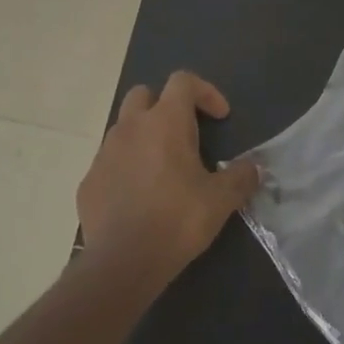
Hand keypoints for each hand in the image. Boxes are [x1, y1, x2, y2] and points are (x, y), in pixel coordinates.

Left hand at [78, 72, 260, 283]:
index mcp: (165, 122)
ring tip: (163, 169)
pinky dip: (126, 168)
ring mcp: (104, 154)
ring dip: (144, 137)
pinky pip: (110, 162)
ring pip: (123, 129)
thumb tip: (254, 168)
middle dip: (165, 105)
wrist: (123, 262)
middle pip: (143, 94)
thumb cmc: (178, 220)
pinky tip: (140, 197)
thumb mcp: (221, 199)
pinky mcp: (89, 181)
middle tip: (185, 134)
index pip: (182, 81)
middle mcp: (130, 128)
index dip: (205, 92)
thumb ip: (241, 177)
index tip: (220, 117)